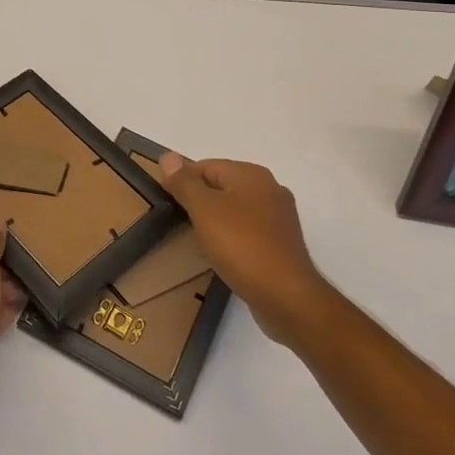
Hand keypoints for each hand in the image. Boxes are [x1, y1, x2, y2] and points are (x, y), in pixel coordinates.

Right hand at [158, 155, 332, 344]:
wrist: (286, 297)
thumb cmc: (242, 246)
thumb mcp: (204, 210)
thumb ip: (185, 183)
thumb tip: (168, 156)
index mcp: (252, 174)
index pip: (207, 166)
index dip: (184, 181)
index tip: (167, 203)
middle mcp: (270, 190)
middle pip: (222, 187)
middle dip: (199, 202)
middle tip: (180, 223)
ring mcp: (279, 219)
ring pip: (235, 211)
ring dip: (215, 223)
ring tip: (198, 242)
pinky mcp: (281, 245)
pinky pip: (248, 233)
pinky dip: (232, 240)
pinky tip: (222, 256)